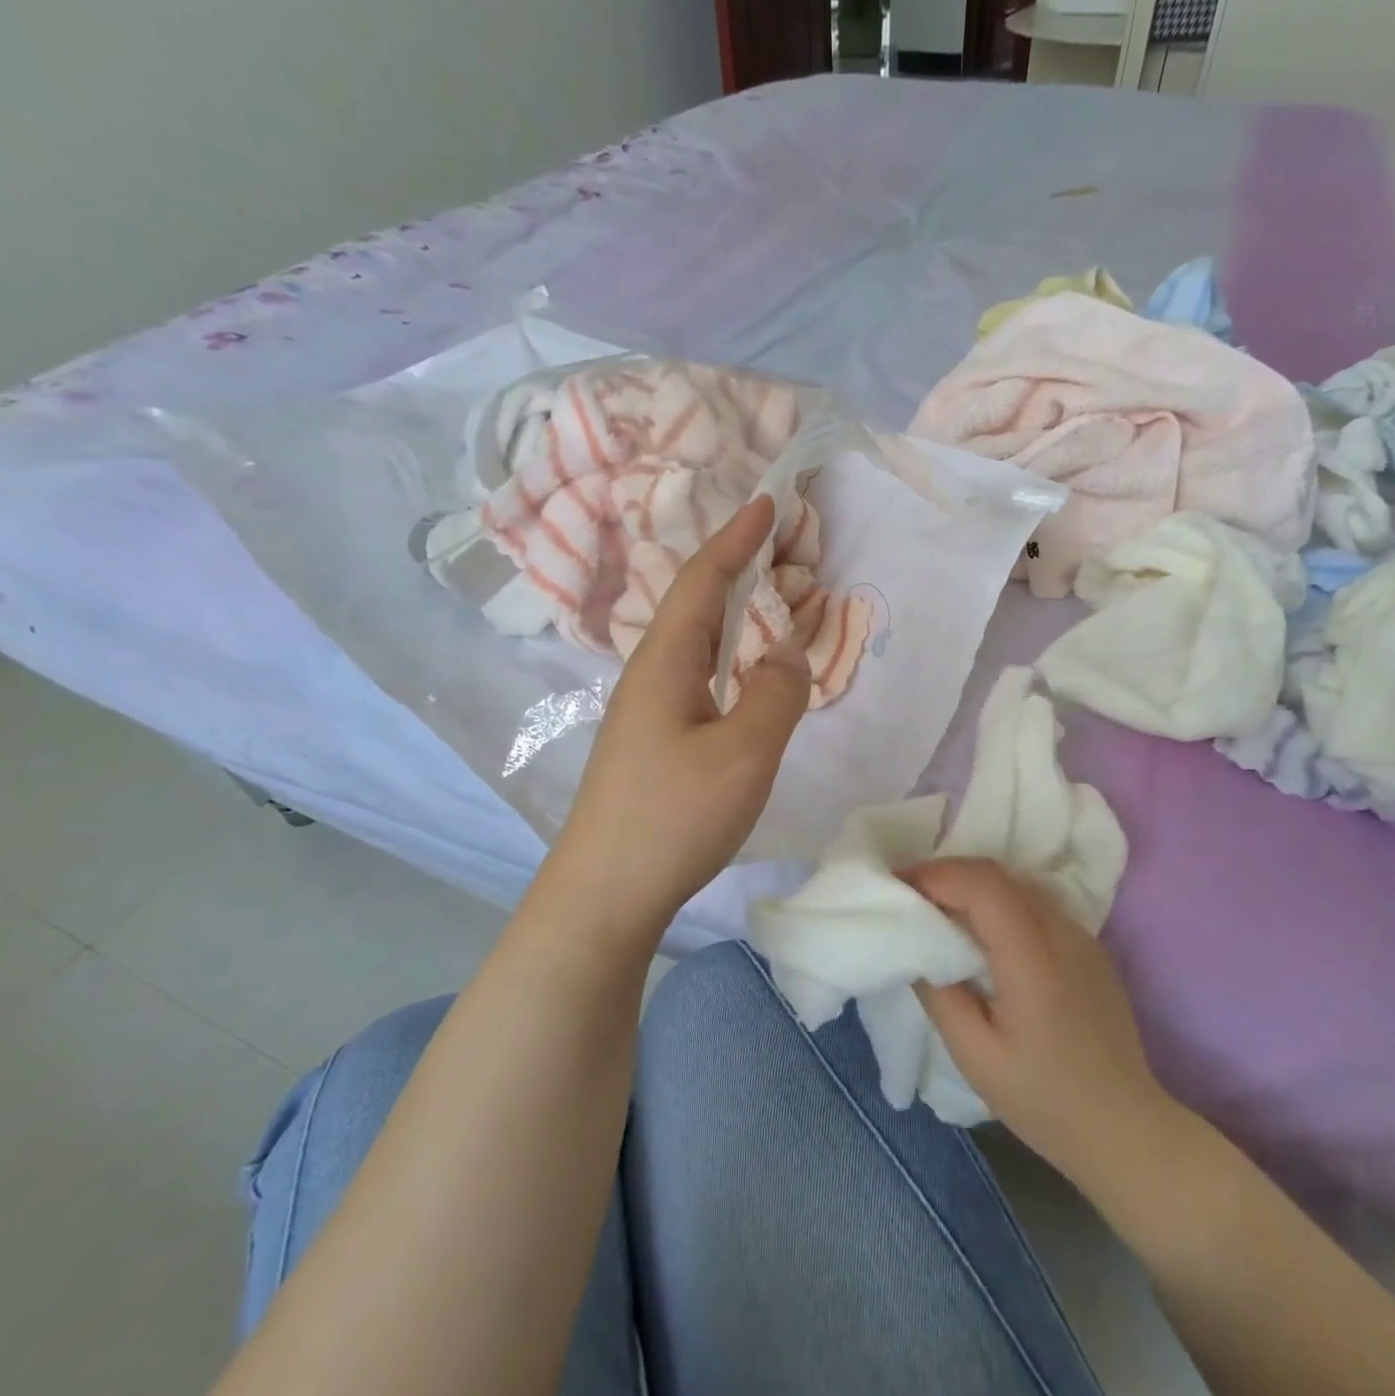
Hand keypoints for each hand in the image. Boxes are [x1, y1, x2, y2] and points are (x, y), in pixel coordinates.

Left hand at [549, 497, 810, 933]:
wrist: (606, 892)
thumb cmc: (675, 816)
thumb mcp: (744, 752)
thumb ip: (777, 693)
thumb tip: (788, 649)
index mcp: (665, 662)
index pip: (702, 580)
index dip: (736, 539)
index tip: (767, 504)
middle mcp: (649, 676)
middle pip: (696, 605)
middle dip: (740, 569)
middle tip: (786, 552)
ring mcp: (646, 713)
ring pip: (697, 644)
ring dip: (738, 616)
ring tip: (777, 605)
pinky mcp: (652, 744)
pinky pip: (698, 679)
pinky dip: (731, 658)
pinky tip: (747, 677)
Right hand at [906, 858, 1194, 1199]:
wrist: (1124, 1128)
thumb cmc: (1043, 1101)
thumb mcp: (976, 1057)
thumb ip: (940, 996)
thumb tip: (915, 947)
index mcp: (1034, 963)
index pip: (984, 887)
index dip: (937, 875)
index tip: (900, 885)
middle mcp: (1063, 936)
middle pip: (999, 875)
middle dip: (948, 873)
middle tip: (910, 893)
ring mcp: (1082, 937)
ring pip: (1018, 884)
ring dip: (973, 885)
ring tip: (939, 907)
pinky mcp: (1089, 947)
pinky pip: (1036, 904)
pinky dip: (998, 902)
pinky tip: (981, 931)